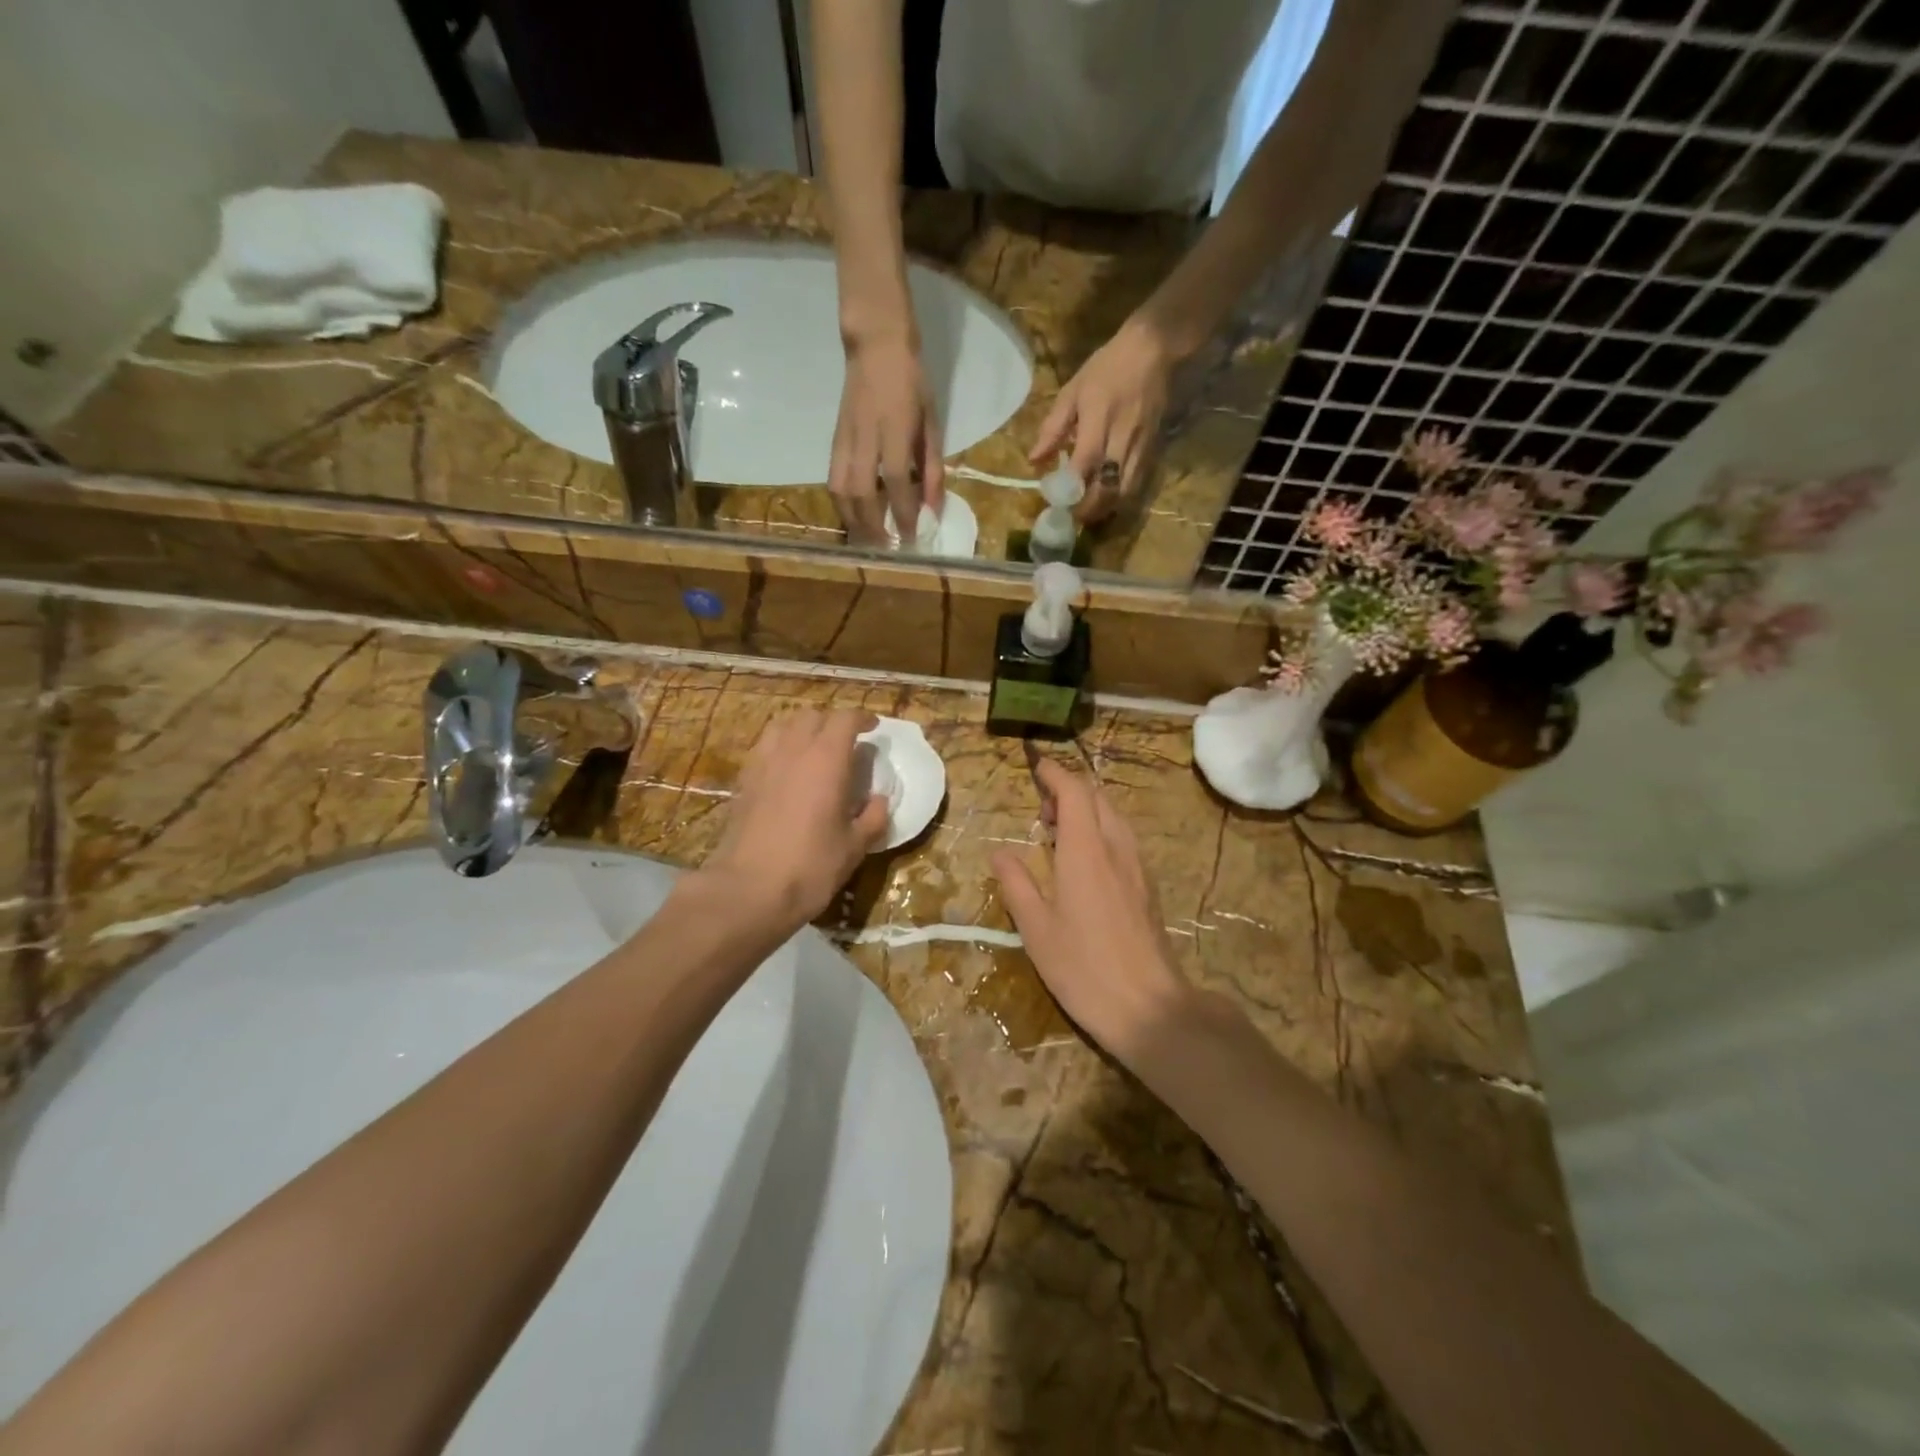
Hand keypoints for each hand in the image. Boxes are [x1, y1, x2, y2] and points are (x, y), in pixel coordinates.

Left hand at [703, 709, 889, 930]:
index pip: (845, 719)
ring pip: (783, 726)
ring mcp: (763, 763)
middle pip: (813, 716)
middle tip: (846, 742)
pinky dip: (780, 748)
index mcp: (827, 760)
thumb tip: (880, 800)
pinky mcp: (744, 781)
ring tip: (814, 750)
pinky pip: (765, 748)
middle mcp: (793, 750)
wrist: (749, 889)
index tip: (874, 728)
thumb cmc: (810, 866)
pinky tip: (787, 771)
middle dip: (832, 722)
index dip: (862, 718)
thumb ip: (872, 817)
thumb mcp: (855, 847)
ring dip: (803, 730)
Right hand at [830, 336, 945, 546]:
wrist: (876, 344)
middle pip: (861, 494)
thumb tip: (934, 508)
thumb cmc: (912, 382)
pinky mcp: (834, 440)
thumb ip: (932, 467)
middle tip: (887, 549)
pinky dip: (842, 505)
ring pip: (840, 490)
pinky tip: (854, 517)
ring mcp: (845, 439)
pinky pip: (833, 480)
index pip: (896, 482)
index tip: (913, 537)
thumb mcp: (931, 423)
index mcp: (894, 430)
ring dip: (852, 521)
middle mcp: (865, 438)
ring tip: (867, 541)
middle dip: (873, 527)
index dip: (904, 513)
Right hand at [990, 758, 1195, 1067]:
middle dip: (1068, 791)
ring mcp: (1137, 867)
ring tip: (1058, 835)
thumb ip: (1017, 884)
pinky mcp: (1147, 886)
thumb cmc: (1083, 968)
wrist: (1149, 1007)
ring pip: (1114, 816)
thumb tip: (999, 852)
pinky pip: (1123, 838)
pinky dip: (1101, 830)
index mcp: (1086, 852)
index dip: (1054, 774)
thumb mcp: (1036, 929)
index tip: (1035, 767)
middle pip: (1097, 797)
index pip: (1074, 792)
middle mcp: (1116, 848)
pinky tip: (1084, 861)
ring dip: (1087, 810)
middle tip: (1040, 812)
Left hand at [1030, 315, 1172, 525]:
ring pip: (1125, 492)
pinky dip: (1121, 497)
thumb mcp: (1072, 391)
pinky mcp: (1153, 450)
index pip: (1083, 465)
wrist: (1154, 351)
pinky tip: (1108, 498)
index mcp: (1099, 422)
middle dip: (1088, 509)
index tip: (1055, 503)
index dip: (1069, 489)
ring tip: (1088, 512)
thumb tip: (1034, 460)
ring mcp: (1141, 447)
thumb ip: (1053, 428)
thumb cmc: (1107, 368)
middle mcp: (1121, 439)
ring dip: (1105, 508)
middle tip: (1071, 517)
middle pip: (1107, 488)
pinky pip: (1137, 484)